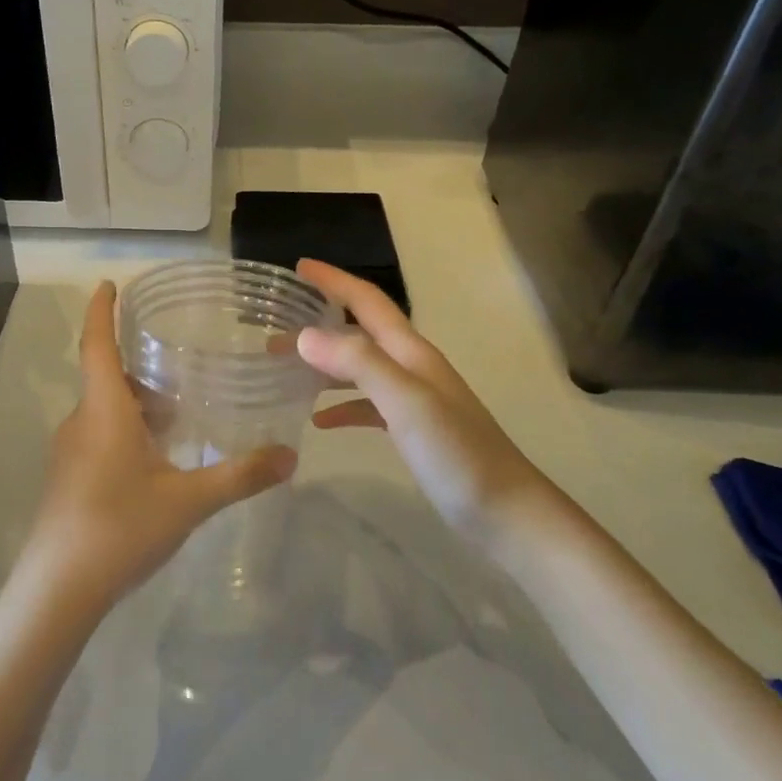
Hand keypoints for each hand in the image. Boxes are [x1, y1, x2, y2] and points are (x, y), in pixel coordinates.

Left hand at [14, 281, 297, 617]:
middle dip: (142, 369)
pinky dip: (127, 432)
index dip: (102, 310)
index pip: (97, 343)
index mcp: (104, 410)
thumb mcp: (189, 500)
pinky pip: (99, 436)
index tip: (110, 284)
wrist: (56, 590)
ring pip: (105, 410)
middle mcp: (81, 421)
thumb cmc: (120, 528)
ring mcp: (69, 452)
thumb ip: (240, 475)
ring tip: (180, 417)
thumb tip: (290, 456)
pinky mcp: (68, 479)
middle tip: (183, 369)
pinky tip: (157, 461)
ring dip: (138, 405)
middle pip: (108, 378)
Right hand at [294, 259, 544, 537]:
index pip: (367, 302)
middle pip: (360, 332)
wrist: (507, 513)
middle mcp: (411, 367)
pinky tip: (318, 420)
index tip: (299, 266)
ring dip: (325, 364)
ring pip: (360, 368)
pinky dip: (342, 405)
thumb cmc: (457, 454)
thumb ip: (359, 364)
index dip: (334, 281)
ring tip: (285, 370)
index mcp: (411, 352)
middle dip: (320, 322)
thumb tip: (305, 335)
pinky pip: (368, 405)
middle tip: (275, 329)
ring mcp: (414, 399)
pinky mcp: (413, 430)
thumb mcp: (407, 403)